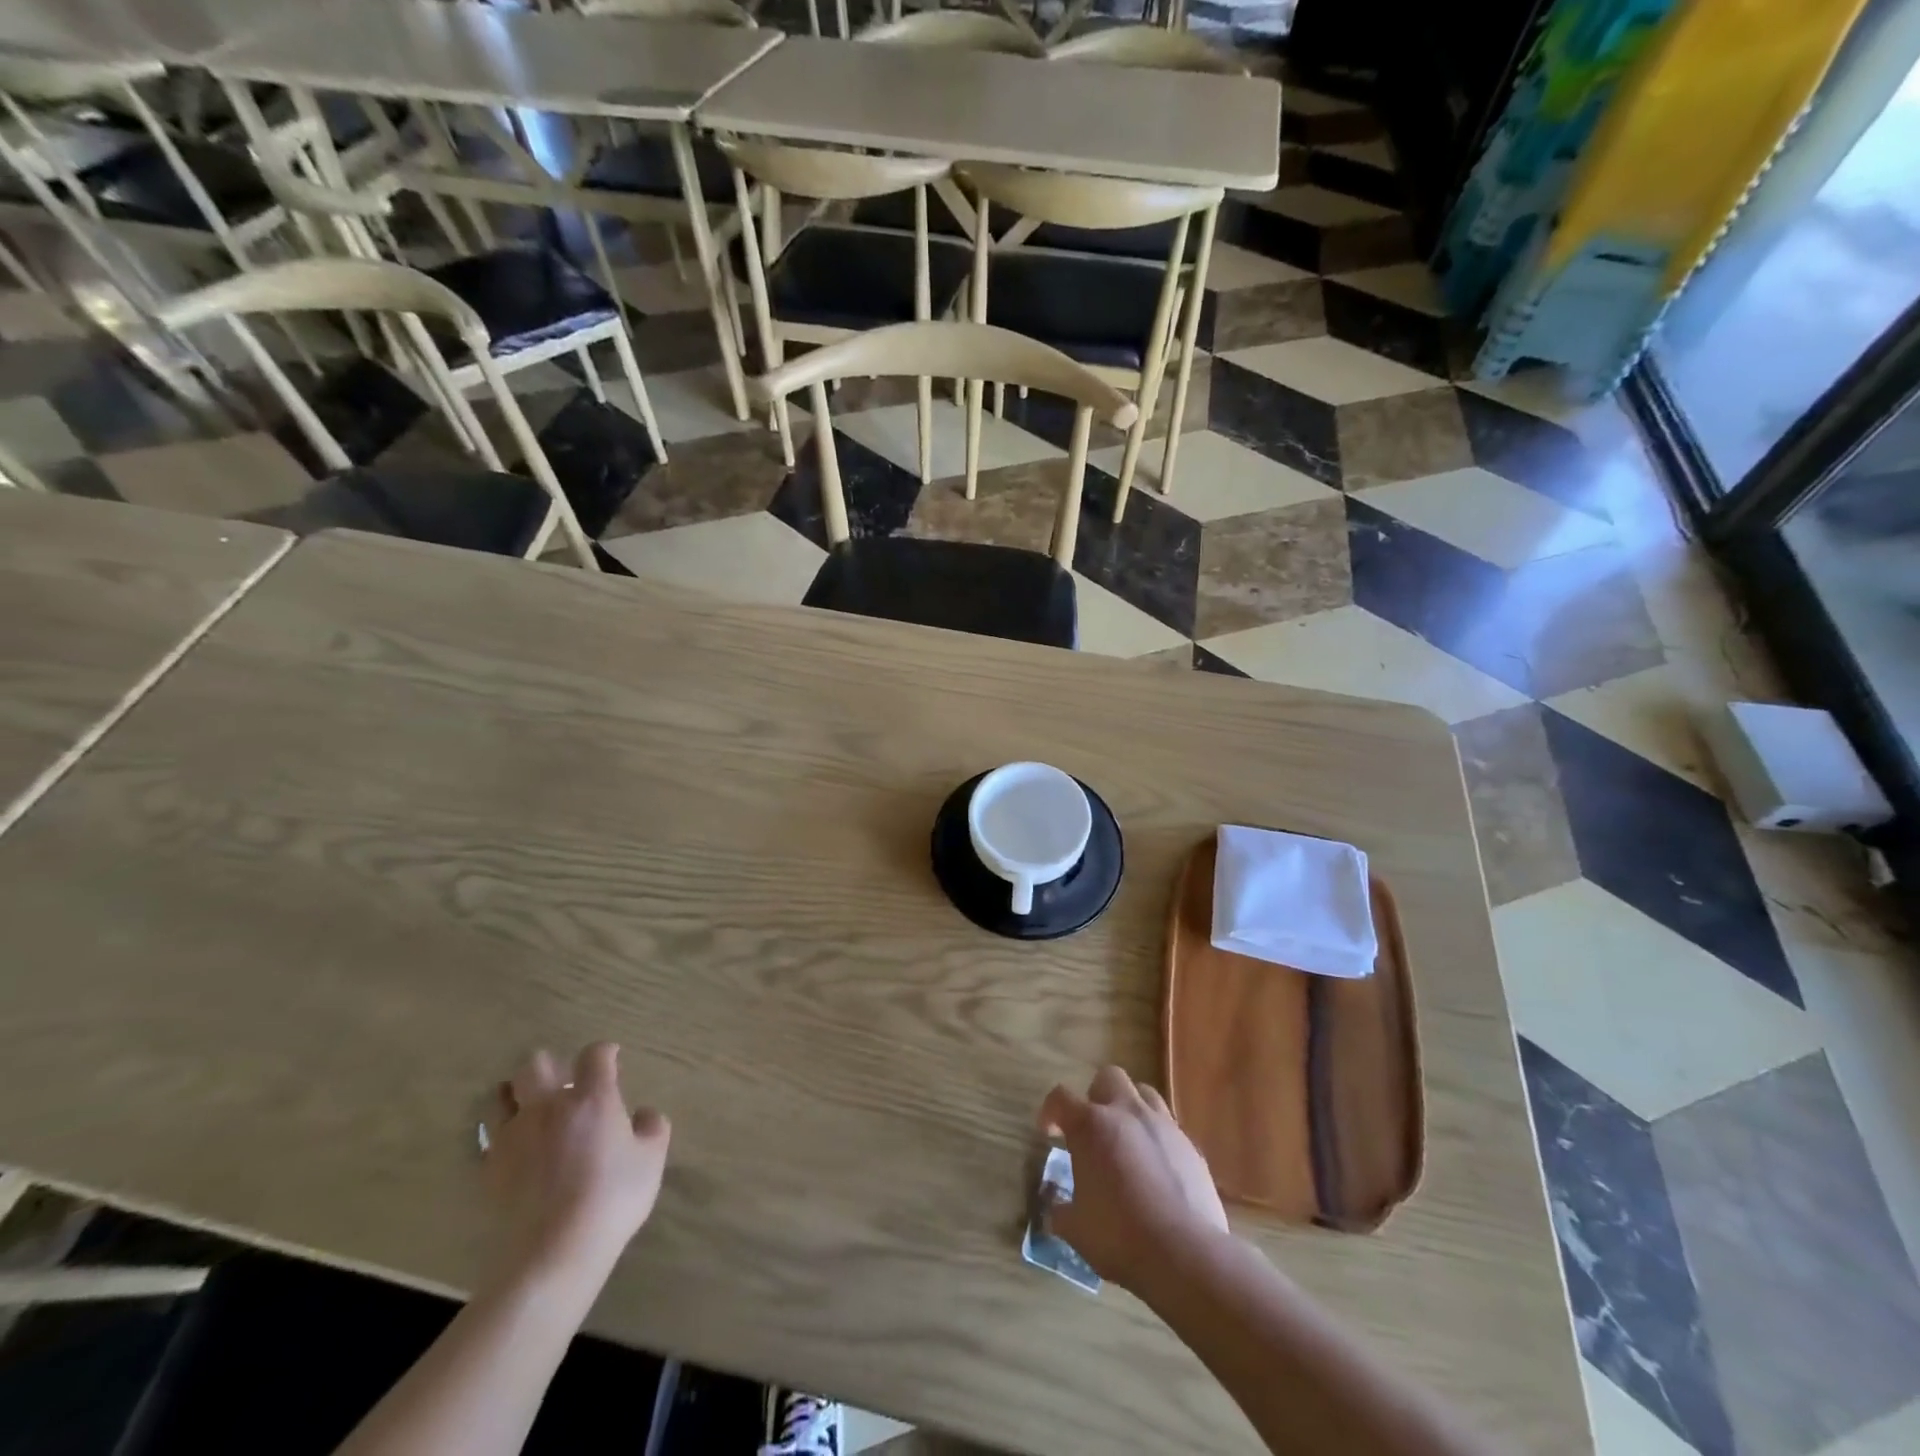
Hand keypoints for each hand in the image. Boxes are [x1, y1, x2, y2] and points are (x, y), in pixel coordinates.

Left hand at [484, 1042, 670, 1283]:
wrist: (552, 1253)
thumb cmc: (611, 1199)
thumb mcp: (651, 1160)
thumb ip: (652, 1128)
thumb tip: (643, 1114)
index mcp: (592, 1098)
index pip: (594, 1055)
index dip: (605, 1052)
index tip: (612, 1059)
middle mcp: (549, 1106)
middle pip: (536, 1065)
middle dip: (551, 1065)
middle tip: (565, 1082)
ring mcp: (514, 1136)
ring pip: (502, 1096)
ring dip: (518, 1094)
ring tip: (531, 1108)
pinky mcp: (490, 1167)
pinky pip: (490, 1136)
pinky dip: (503, 1133)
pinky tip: (517, 1147)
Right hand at [1037, 1066, 1228, 1293]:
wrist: (1185, 1254)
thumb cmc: (1120, 1237)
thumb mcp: (1075, 1229)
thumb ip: (1061, 1210)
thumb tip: (1057, 1207)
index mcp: (1091, 1126)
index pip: (1061, 1098)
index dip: (1050, 1111)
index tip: (1049, 1132)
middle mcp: (1127, 1113)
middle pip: (1108, 1077)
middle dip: (1096, 1096)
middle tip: (1093, 1130)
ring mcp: (1163, 1125)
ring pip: (1144, 1093)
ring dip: (1130, 1109)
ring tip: (1127, 1141)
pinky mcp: (1191, 1146)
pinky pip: (1170, 1128)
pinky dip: (1157, 1139)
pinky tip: (1156, 1170)